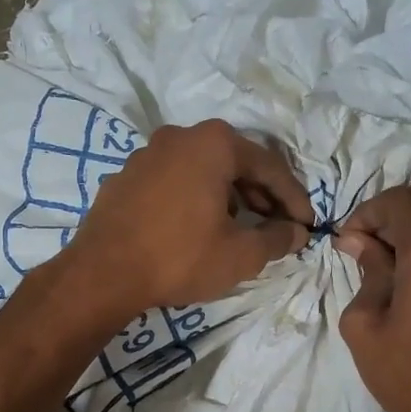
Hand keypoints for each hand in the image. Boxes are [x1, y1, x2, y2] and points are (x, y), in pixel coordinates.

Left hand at [63, 119, 310, 315]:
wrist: (103, 274)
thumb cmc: (180, 257)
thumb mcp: (240, 254)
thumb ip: (276, 239)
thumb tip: (296, 232)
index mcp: (214, 143)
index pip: (269, 166)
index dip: (294, 198)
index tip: (307, 224)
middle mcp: (180, 136)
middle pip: (234, 163)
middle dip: (261, 196)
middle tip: (278, 226)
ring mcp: (147, 154)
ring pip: (202, 171)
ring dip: (228, 196)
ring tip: (242, 228)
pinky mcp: (125, 177)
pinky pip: (174, 182)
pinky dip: (195, 199)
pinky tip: (199, 227)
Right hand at [334, 174, 410, 411]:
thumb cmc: (407, 372)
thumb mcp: (365, 323)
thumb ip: (366, 271)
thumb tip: (358, 241)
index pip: (396, 201)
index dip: (365, 215)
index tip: (347, 245)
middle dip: (397, 202)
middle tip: (373, 238)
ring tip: (389, 255)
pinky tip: (410, 270)